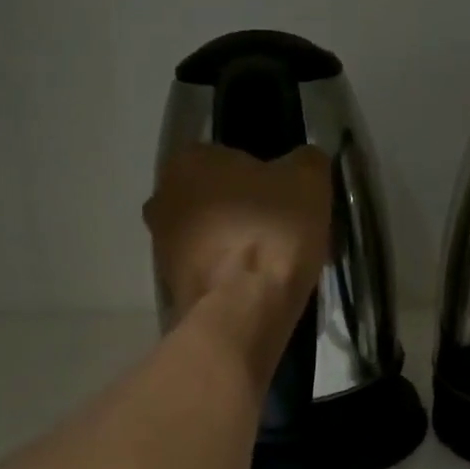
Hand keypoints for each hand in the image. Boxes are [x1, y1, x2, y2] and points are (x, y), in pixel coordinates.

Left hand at [144, 144, 331, 321]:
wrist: (244, 310)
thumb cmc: (272, 232)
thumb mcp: (309, 180)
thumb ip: (307, 161)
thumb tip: (305, 162)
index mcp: (188, 160)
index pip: (229, 158)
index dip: (262, 180)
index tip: (285, 202)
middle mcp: (162, 197)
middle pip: (214, 199)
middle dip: (242, 213)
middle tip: (280, 233)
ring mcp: (161, 245)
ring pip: (208, 237)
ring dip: (233, 246)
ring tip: (270, 266)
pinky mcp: (171, 286)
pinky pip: (208, 271)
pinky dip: (227, 277)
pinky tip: (255, 289)